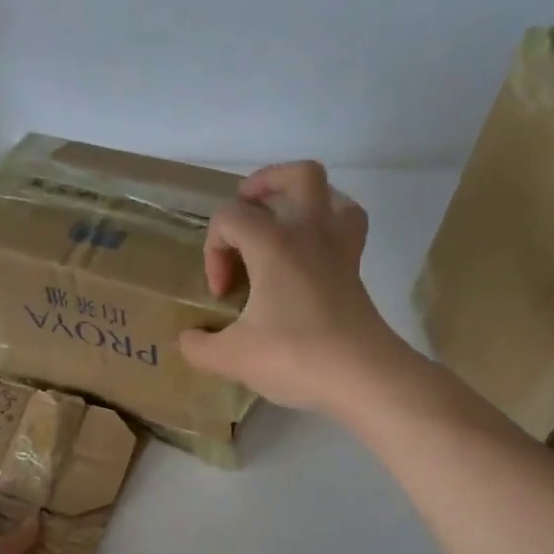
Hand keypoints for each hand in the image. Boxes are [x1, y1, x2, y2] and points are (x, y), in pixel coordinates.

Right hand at [179, 161, 413, 412]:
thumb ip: (199, 346)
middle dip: (265, 185)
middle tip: (244, 213)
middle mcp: (310, 233)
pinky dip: (327, 228)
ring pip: (332, 195)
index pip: (230, 217)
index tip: (222, 294)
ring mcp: (340, 249)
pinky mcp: (355, 272)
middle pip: (297, 176)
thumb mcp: (232, 358)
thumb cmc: (295, 357)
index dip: (214, 251)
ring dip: (303, 200)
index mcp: (274, 244)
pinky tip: (310, 254)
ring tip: (281, 225)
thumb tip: (190, 338)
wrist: (363, 377)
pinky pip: (346, 228)